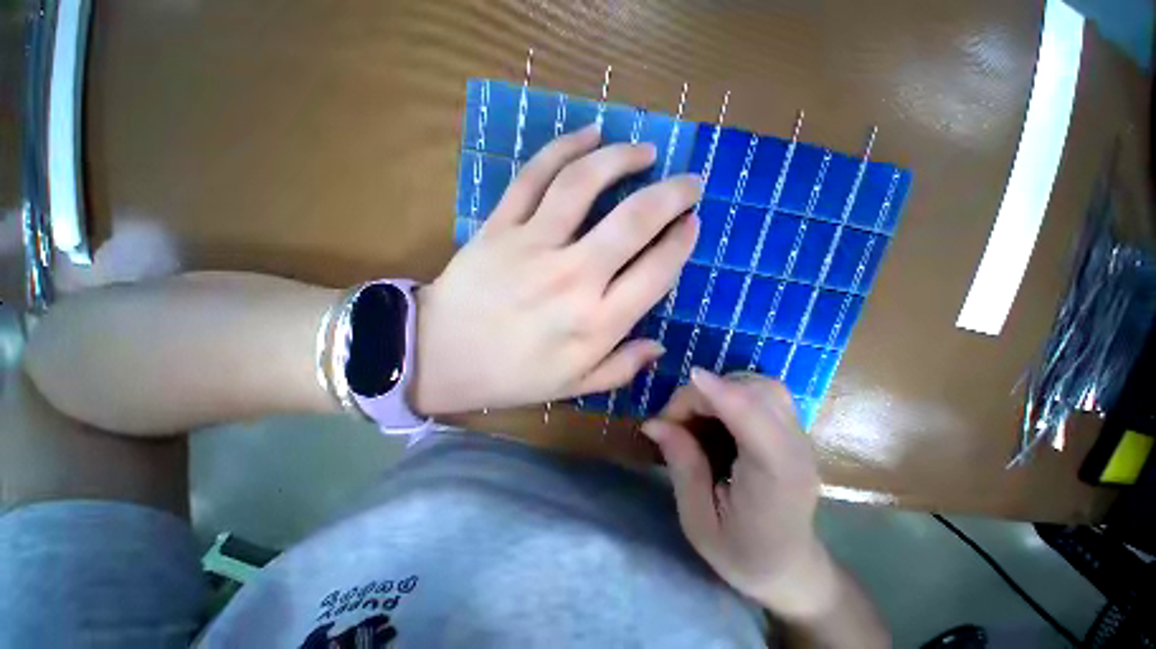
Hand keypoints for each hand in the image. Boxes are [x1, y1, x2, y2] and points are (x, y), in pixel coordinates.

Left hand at [413, 125, 701, 414]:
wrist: (440, 357)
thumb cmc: (513, 376)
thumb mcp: (574, 385)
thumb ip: (621, 368)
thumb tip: (659, 345)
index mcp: (596, 322)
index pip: (656, 271)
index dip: (681, 243)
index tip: (692, 225)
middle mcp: (573, 278)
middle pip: (633, 221)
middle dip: (673, 194)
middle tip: (690, 182)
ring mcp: (533, 245)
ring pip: (585, 183)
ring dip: (622, 158)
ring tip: (645, 151)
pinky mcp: (500, 226)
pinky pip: (534, 176)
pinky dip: (565, 147)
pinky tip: (590, 135)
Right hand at [641, 368, 838, 618]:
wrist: (789, 567)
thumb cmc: (742, 554)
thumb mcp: (699, 521)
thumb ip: (682, 466)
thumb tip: (653, 423)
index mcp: (777, 481)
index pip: (757, 421)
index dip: (723, 392)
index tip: (690, 378)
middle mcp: (796, 450)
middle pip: (759, 393)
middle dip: (708, 393)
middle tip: (675, 419)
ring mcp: (799, 436)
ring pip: (761, 386)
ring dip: (719, 389)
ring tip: (693, 416)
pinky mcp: (792, 428)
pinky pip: (761, 392)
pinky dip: (730, 391)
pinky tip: (713, 414)